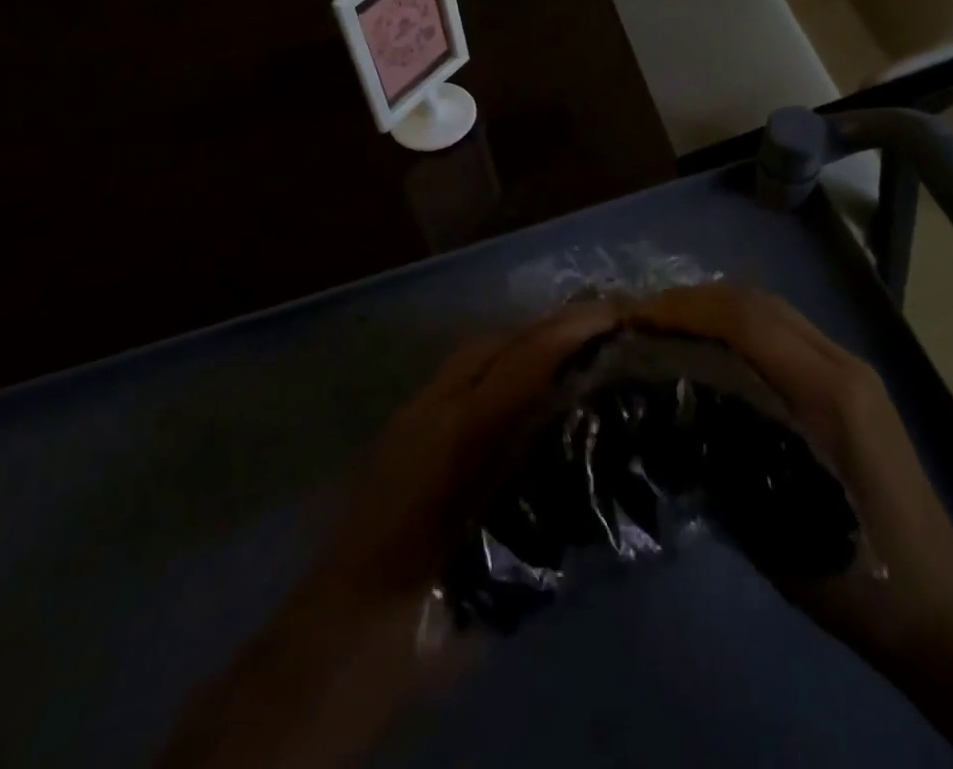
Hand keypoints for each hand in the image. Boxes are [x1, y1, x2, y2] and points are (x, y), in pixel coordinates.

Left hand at [158, 299, 620, 768]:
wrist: (336, 638)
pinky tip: (516, 401)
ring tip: (564, 361)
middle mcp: (434, 409)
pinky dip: (494, 372)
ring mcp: (411, 416)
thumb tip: (592, 446)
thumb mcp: (505, 558)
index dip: (573, 329)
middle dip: (548, 328)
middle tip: (597, 333)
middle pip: (497, 342)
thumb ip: (548, 494)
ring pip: (473, 357)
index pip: (525, 359)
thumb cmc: (427, 609)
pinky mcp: (400, 432)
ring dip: (520, 347)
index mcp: (461, 435)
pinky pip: (457, 380)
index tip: (616, 314)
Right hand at [627, 285, 952, 768]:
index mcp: (829, 393)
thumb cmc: (860, 578)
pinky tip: (714, 349)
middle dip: (693, 299)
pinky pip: (786, 329)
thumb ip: (727, 456)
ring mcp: (852, 366)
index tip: (635, 320)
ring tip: (668, 328)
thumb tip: (667, 409)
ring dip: (716, 307)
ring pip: (772, 307)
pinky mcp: (853, 379)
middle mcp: (842, 362)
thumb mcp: (778, 527)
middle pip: (757, 299)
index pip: (746, 319)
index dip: (685, 309)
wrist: (942, 605)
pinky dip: (741, 325)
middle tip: (642, 320)